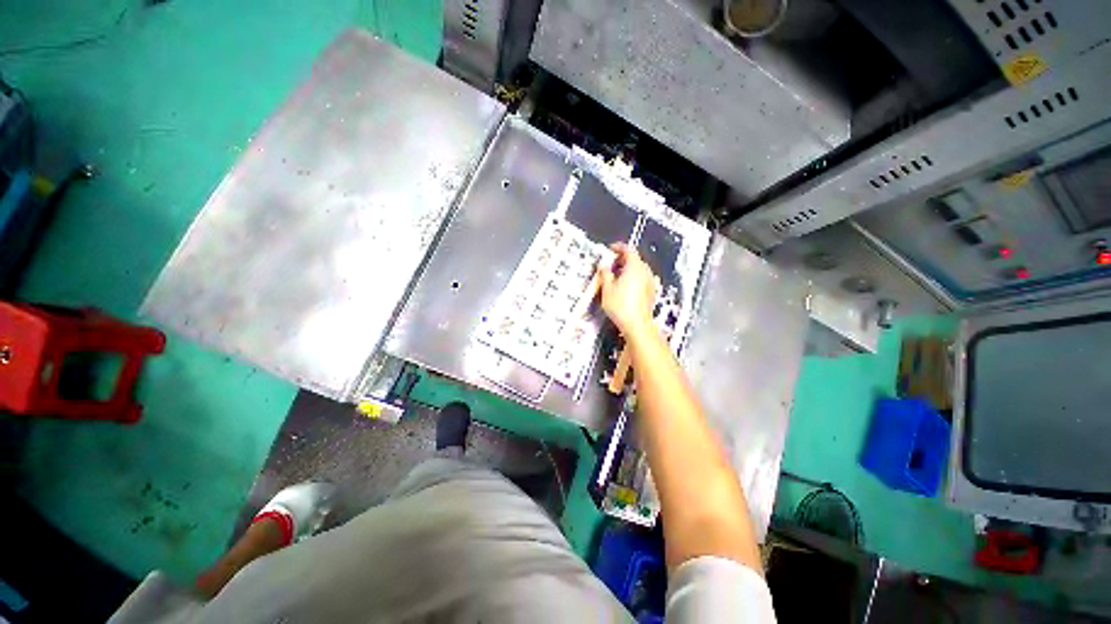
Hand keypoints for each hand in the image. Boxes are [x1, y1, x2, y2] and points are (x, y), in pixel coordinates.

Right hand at [597, 243, 657, 336]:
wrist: (637, 325)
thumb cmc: (620, 306)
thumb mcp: (607, 288)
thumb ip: (605, 273)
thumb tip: (603, 265)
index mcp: (635, 267)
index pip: (628, 250)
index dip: (618, 247)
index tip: (610, 249)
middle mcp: (645, 272)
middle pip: (635, 259)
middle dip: (622, 259)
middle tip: (611, 264)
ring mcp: (650, 282)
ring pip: (639, 269)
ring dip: (628, 269)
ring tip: (616, 276)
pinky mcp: (652, 292)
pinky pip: (642, 279)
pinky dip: (634, 277)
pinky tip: (625, 287)